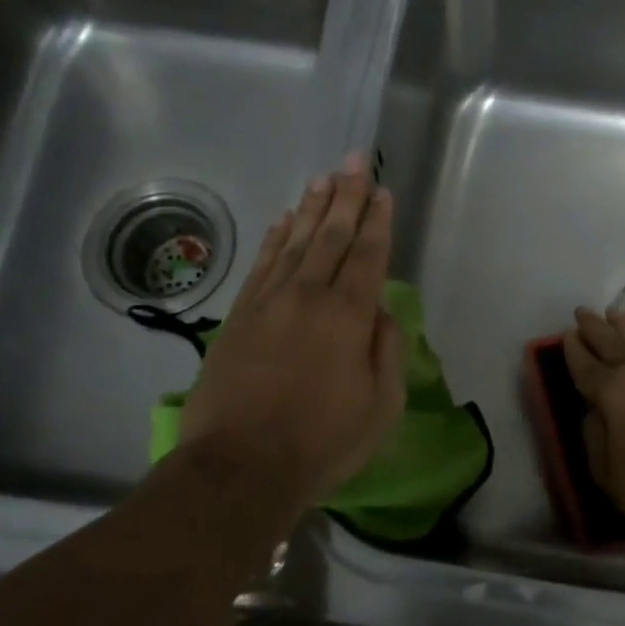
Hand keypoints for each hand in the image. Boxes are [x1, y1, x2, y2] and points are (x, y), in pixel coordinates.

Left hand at [172, 155, 405, 507]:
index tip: (381, 190)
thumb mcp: (380, 406)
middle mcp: (308, 296)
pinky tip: (282, 220)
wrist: (240, 466)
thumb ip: (386, 351)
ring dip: (310, 207)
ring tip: (322, 178)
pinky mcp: (237, 316)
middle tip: (354, 160)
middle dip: (345, 195)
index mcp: (348, 316)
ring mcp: (268, 302)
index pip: (367, 255)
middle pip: (330, 235)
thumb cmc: (321, 442)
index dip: (376, 220)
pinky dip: (274, 237)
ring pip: (293, 241)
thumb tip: (380, 311)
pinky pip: (261, 264)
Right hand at [563, 306, 624, 540]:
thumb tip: (596, 411)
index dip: (573, 350)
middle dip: (595, 328)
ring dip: (623, 329)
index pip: (585, 365)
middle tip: (582, 312)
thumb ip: (593, 431)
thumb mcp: (603, 467)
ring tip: (613, 314)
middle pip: (612, 344)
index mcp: (613, 390)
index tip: (565, 335)